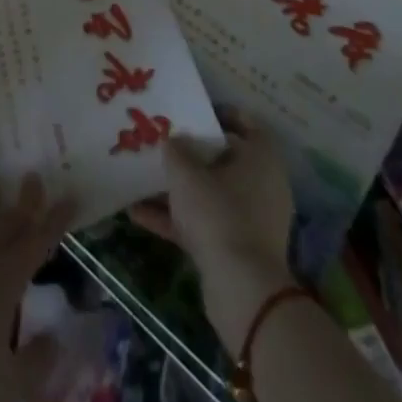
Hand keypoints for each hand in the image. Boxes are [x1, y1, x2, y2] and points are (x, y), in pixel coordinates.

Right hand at [127, 108, 296, 346]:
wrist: (241, 290)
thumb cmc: (218, 213)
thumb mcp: (186, 173)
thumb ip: (175, 150)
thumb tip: (174, 141)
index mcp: (261, 159)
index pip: (247, 124)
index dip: (220, 113)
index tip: (193, 111)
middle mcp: (263, 186)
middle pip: (224, 160)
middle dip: (192, 154)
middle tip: (163, 142)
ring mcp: (251, 220)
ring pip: (211, 194)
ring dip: (179, 189)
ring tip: (142, 177)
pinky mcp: (239, 250)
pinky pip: (205, 224)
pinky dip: (177, 219)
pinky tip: (138, 214)